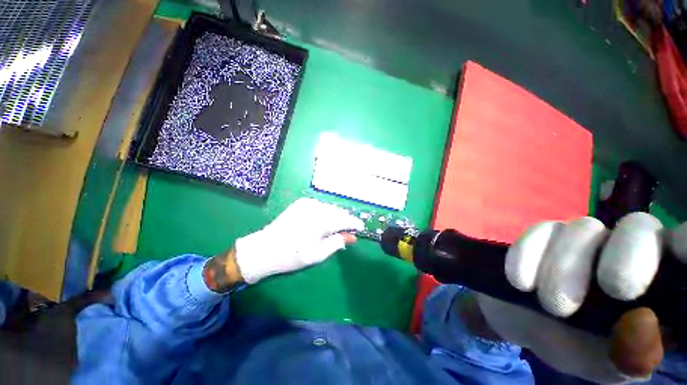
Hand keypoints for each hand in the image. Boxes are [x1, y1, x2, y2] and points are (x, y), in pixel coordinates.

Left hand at [226, 198, 363, 284]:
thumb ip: (337, 243)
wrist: (264, 248)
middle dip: (345, 220)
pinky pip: (321, 206)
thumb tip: (352, 236)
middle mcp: (317, 207)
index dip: (355, 223)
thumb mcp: (318, 254)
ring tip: (334, 228)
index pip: (345, 219)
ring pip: (330, 208)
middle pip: (339, 212)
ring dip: (336, 216)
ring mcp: (308, 202)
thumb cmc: (292, 256)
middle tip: (346, 232)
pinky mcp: (302, 202)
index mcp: (321, 221)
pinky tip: (322, 222)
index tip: (361, 228)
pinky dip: (326, 212)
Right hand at [478, 212, 686, 382]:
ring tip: (551, 304)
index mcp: (654, 282)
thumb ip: (631, 356)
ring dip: (565, 266)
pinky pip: (539, 231)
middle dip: (628, 257)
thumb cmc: (573, 346)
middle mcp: (623, 250)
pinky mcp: (543, 236)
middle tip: (614, 290)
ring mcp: (580, 239)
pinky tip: (520, 282)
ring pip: (583, 228)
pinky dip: (528, 255)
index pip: (683, 245)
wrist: (523, 322)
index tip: (684, 252)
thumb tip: (646, 325)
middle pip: (638, 226)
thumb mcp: (605, 365)